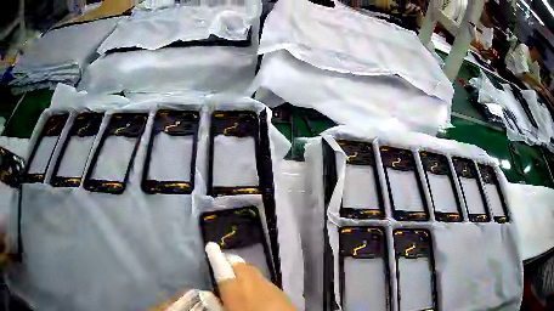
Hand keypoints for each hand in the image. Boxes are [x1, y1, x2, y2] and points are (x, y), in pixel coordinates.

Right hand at [205, 242, 295, 310]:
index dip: (215, 256)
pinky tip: (257, 294)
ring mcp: (269, 285)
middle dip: (231, 264)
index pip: (221, 267)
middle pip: (239, 265)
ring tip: (240, 284)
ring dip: (245, 273)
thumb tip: (206, 294)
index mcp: (234, 288)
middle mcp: (252, 281)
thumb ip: (215, 304)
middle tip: (225, 271)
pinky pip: (264, 281)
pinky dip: (257, 283)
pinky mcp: (281, 292)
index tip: (211, 245)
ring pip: (253, 272)